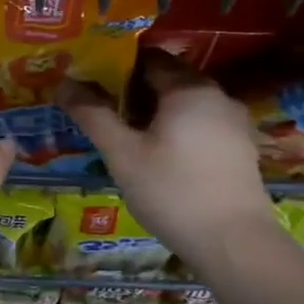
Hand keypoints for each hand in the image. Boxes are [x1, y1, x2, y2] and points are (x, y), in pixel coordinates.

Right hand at [61, 51, 283, 268]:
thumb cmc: (173, 192)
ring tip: (126, 133)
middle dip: (136, 89)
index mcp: (189, 89)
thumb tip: (63, 83)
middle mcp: (217, 96)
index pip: (149, 58)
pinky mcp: (240, 149)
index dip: (118, 65)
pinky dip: (177, 128)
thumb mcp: (122, 154)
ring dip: (156, 111)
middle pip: (170, 79)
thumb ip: (93, 115)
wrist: (235, 245)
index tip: (93, 79)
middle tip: (104, 107)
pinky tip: (159, 154)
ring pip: (186, 103)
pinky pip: (201, 123)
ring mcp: (234, 123)